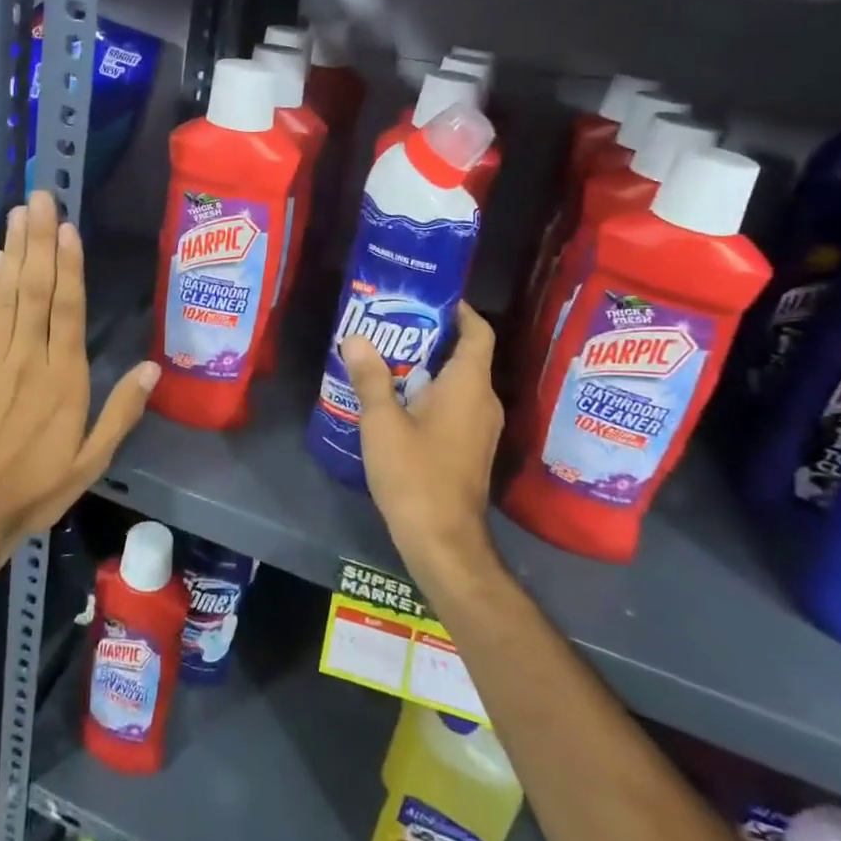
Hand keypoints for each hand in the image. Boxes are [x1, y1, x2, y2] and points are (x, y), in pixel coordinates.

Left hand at [0, 190, 159, 566]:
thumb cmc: (34, 487)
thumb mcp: (91, 461)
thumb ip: (121, 412)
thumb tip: (153, 368)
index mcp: (62, 380)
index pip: (67, 310)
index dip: (69, 266)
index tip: (69, 228)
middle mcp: (25, 358)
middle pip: (34, 290)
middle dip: (39, 241)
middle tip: (41, 199)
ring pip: (5, 294)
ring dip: (14, 251)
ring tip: (20, 213)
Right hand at [342, 302, 502, 578]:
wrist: (443, 542)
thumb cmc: (415, 475)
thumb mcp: (382, 422)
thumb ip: (371, 378)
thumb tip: (356, 338)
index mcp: (469, 386)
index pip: (477, 332)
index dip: (460, 310)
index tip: (428, 297)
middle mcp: (484, 402)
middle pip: (466, 355)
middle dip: (431, 337)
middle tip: (392, 326)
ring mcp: (481, 429)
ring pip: (459, 384)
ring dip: (428, 368)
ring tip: (387, 359)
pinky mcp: (471, 450)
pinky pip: (455, 407)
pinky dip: (431, 395)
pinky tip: (396, 402)